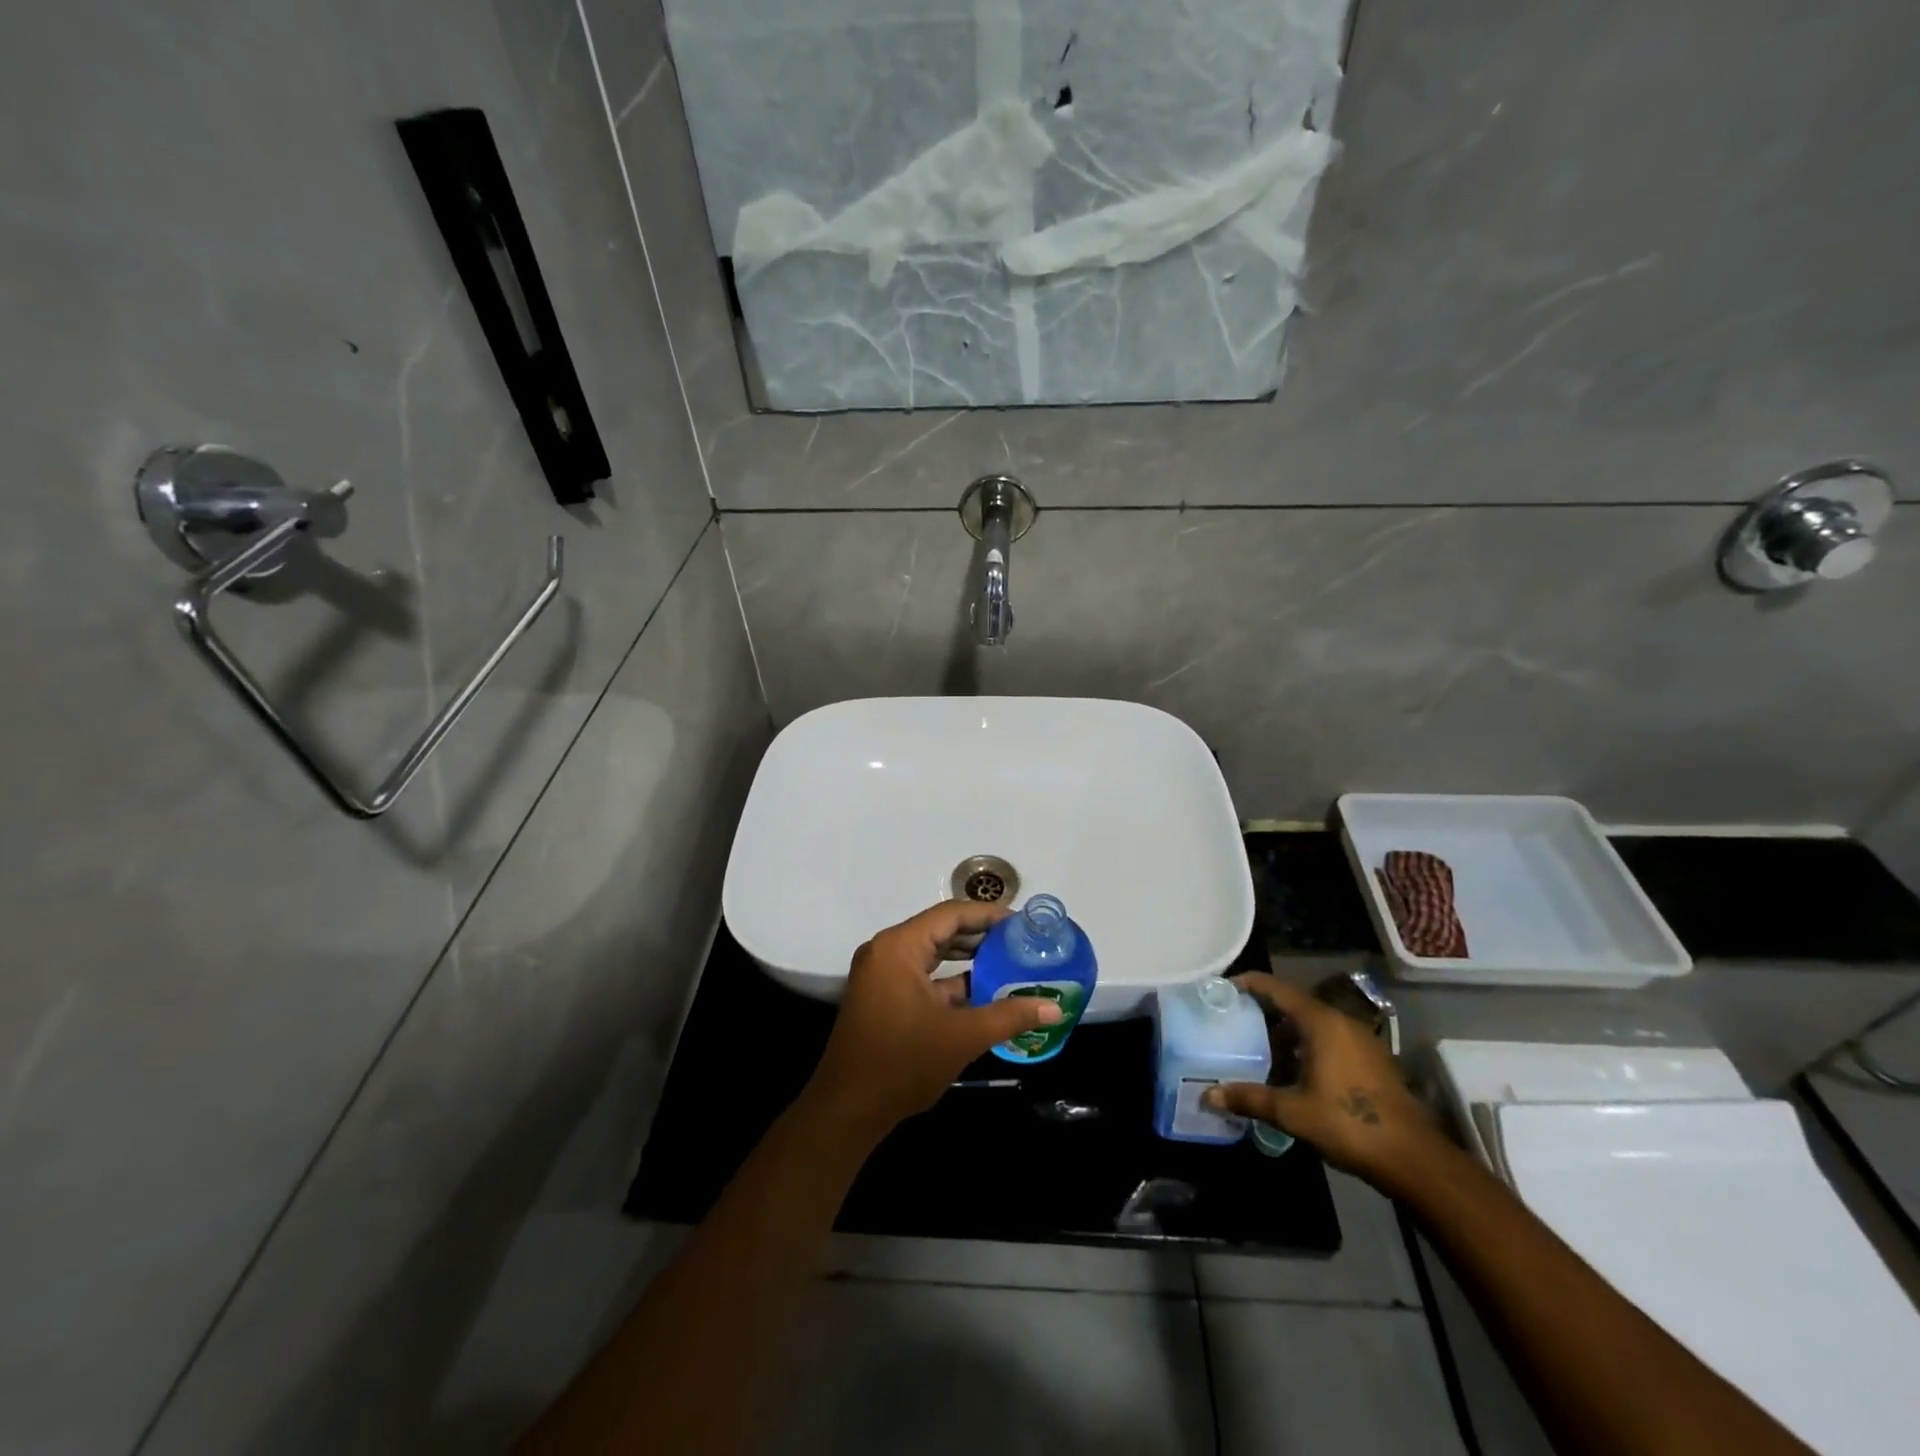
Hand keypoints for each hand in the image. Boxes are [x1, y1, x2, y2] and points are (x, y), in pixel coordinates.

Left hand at [802, 901, 1063, 1136]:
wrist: (847, 1109)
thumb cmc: (902, 1063)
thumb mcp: (962, 1037)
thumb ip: (1009, 1016)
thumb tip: (1055, 1007)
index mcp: (899, 947)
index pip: (951, 914)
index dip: (988, 914)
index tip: (1022, 922)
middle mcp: (886, 951)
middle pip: (941, 930)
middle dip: (981, 935)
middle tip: (1021, 941)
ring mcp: (881, 974)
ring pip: (932, 954)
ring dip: (967, 958)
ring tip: (1008, 962)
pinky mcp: (881, 996)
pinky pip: (921, 975)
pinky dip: (949, 980)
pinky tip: (983, 991)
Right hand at [1203, 973, 1441, 1188]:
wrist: (1414, 1159)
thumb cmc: (1349, 1124)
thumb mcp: (1293, 1113)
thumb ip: (1250, 1099)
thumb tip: (1208, 1096)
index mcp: (1321, 1022)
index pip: (1276, 988)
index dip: (1247, 984)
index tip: (1221, 988)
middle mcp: (1341, 1021)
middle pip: (1294, 1004)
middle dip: (1263, 1011)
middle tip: (1233, 1021)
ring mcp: (1361, 1040)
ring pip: (1313, 1023)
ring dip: (1286, 1031)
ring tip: (1258, 1048)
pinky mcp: (1372, 1060)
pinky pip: (1329, 1039)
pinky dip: (1306, 1045)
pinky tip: (1292, 1070)